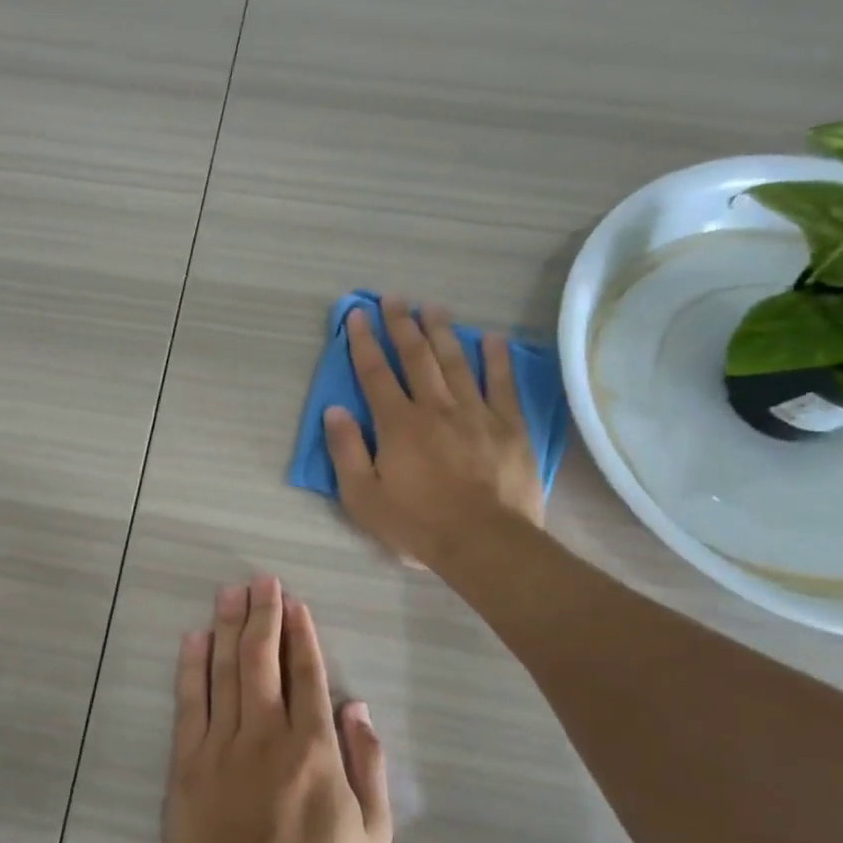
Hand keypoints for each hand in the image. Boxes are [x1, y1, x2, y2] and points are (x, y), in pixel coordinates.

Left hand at [166, 575, 392, 842]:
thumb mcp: (372, 832)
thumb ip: (370, 764)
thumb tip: (358, 707)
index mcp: (313, 746)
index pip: (306, 673)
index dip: (301, 633)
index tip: (294, 603)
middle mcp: (267, 732)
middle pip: (264, 659)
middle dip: (264, 614)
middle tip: (261, 580)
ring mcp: (222, 743)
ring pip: (227, 670)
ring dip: (229, 626)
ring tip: (230, 592)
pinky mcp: (188, 760)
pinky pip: (190, 702)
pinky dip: (192, 667)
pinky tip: (195, 638)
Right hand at [323, 296, 543, 570]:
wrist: (485, 543)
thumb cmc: (417, 524)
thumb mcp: (363, 497)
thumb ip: (346, 451)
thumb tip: (333, 409)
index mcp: (398, 424)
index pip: (375, 373)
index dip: (363, 342)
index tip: (356, 314)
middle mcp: (435, 408)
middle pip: (416, 357)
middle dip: (401, 325)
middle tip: (394, 298)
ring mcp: (475, 413)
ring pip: (456, 362)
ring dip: (442, 332)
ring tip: (432, 307)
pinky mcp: (509, 426)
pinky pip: (502, 384)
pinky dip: (496, 360)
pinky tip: (492, 339)